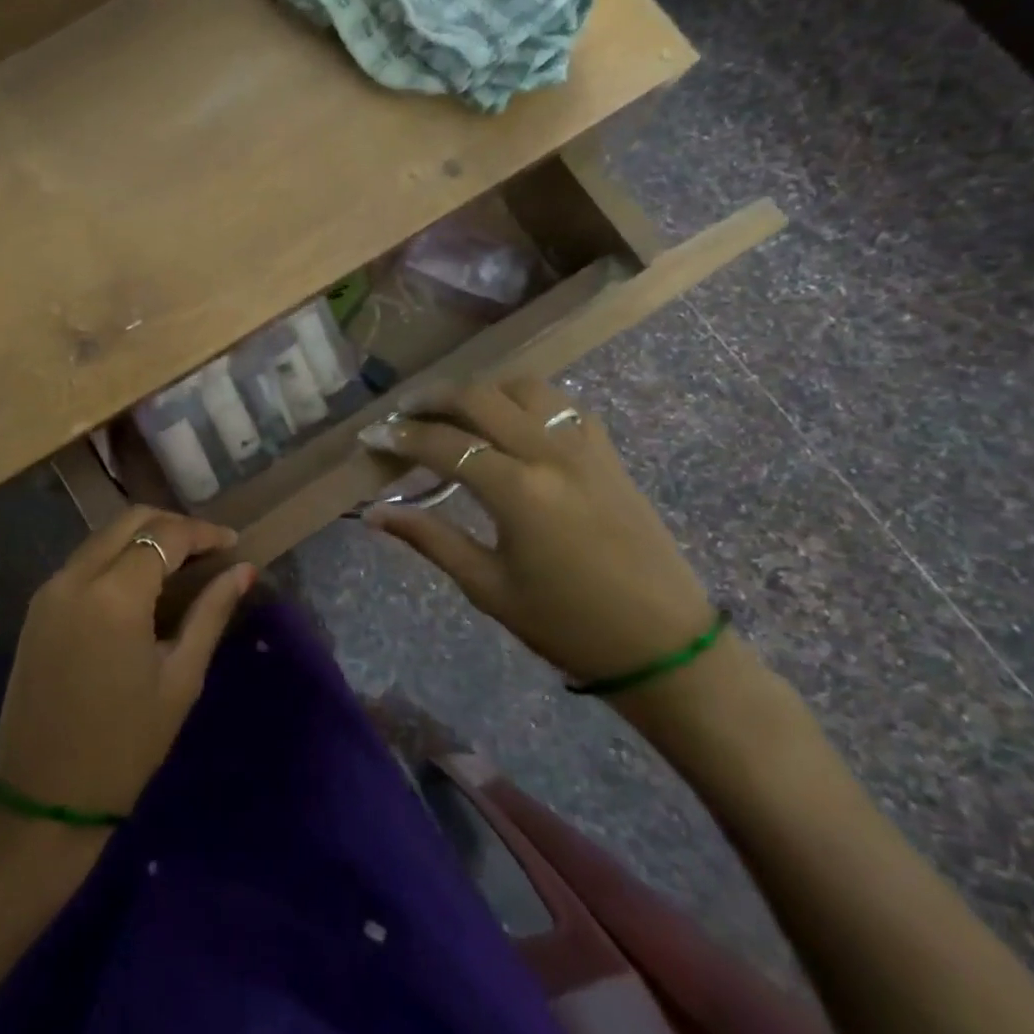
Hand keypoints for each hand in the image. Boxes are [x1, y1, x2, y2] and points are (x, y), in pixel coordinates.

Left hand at [0, 507, 254, 818]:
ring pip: (102, 537)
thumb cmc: (125, 745)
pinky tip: (141, 582)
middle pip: (128, 521)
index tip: (233, 544)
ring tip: (180, 563)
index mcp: (114, 595)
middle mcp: (75, 577)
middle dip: (172, 525)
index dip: (203, 533)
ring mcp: (49, 590)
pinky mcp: (37, 607)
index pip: (165, 535)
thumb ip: (211, 613)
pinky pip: (83, 562)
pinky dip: (116, 557)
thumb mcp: (180, 678)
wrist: (43, 797)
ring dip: (142, 538)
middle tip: (208, 549)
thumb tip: (243, 570)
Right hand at [359, 377, 714, 685]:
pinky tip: (510, 423)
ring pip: (526, 388)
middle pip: (481, 398)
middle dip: (433, 398)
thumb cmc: (566, 624)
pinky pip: (563, 404)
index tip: (370, 436)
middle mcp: (550, 454)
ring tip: (455, 411)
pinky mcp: (608, 454)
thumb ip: (429, 539)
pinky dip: (526, 401)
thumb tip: (373, 514)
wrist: (664, 645)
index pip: (444, 444)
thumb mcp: (487, 587)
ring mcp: (586, 449)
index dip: (399, 436)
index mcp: (518, 491)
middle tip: (403, 412)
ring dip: (483, 390)